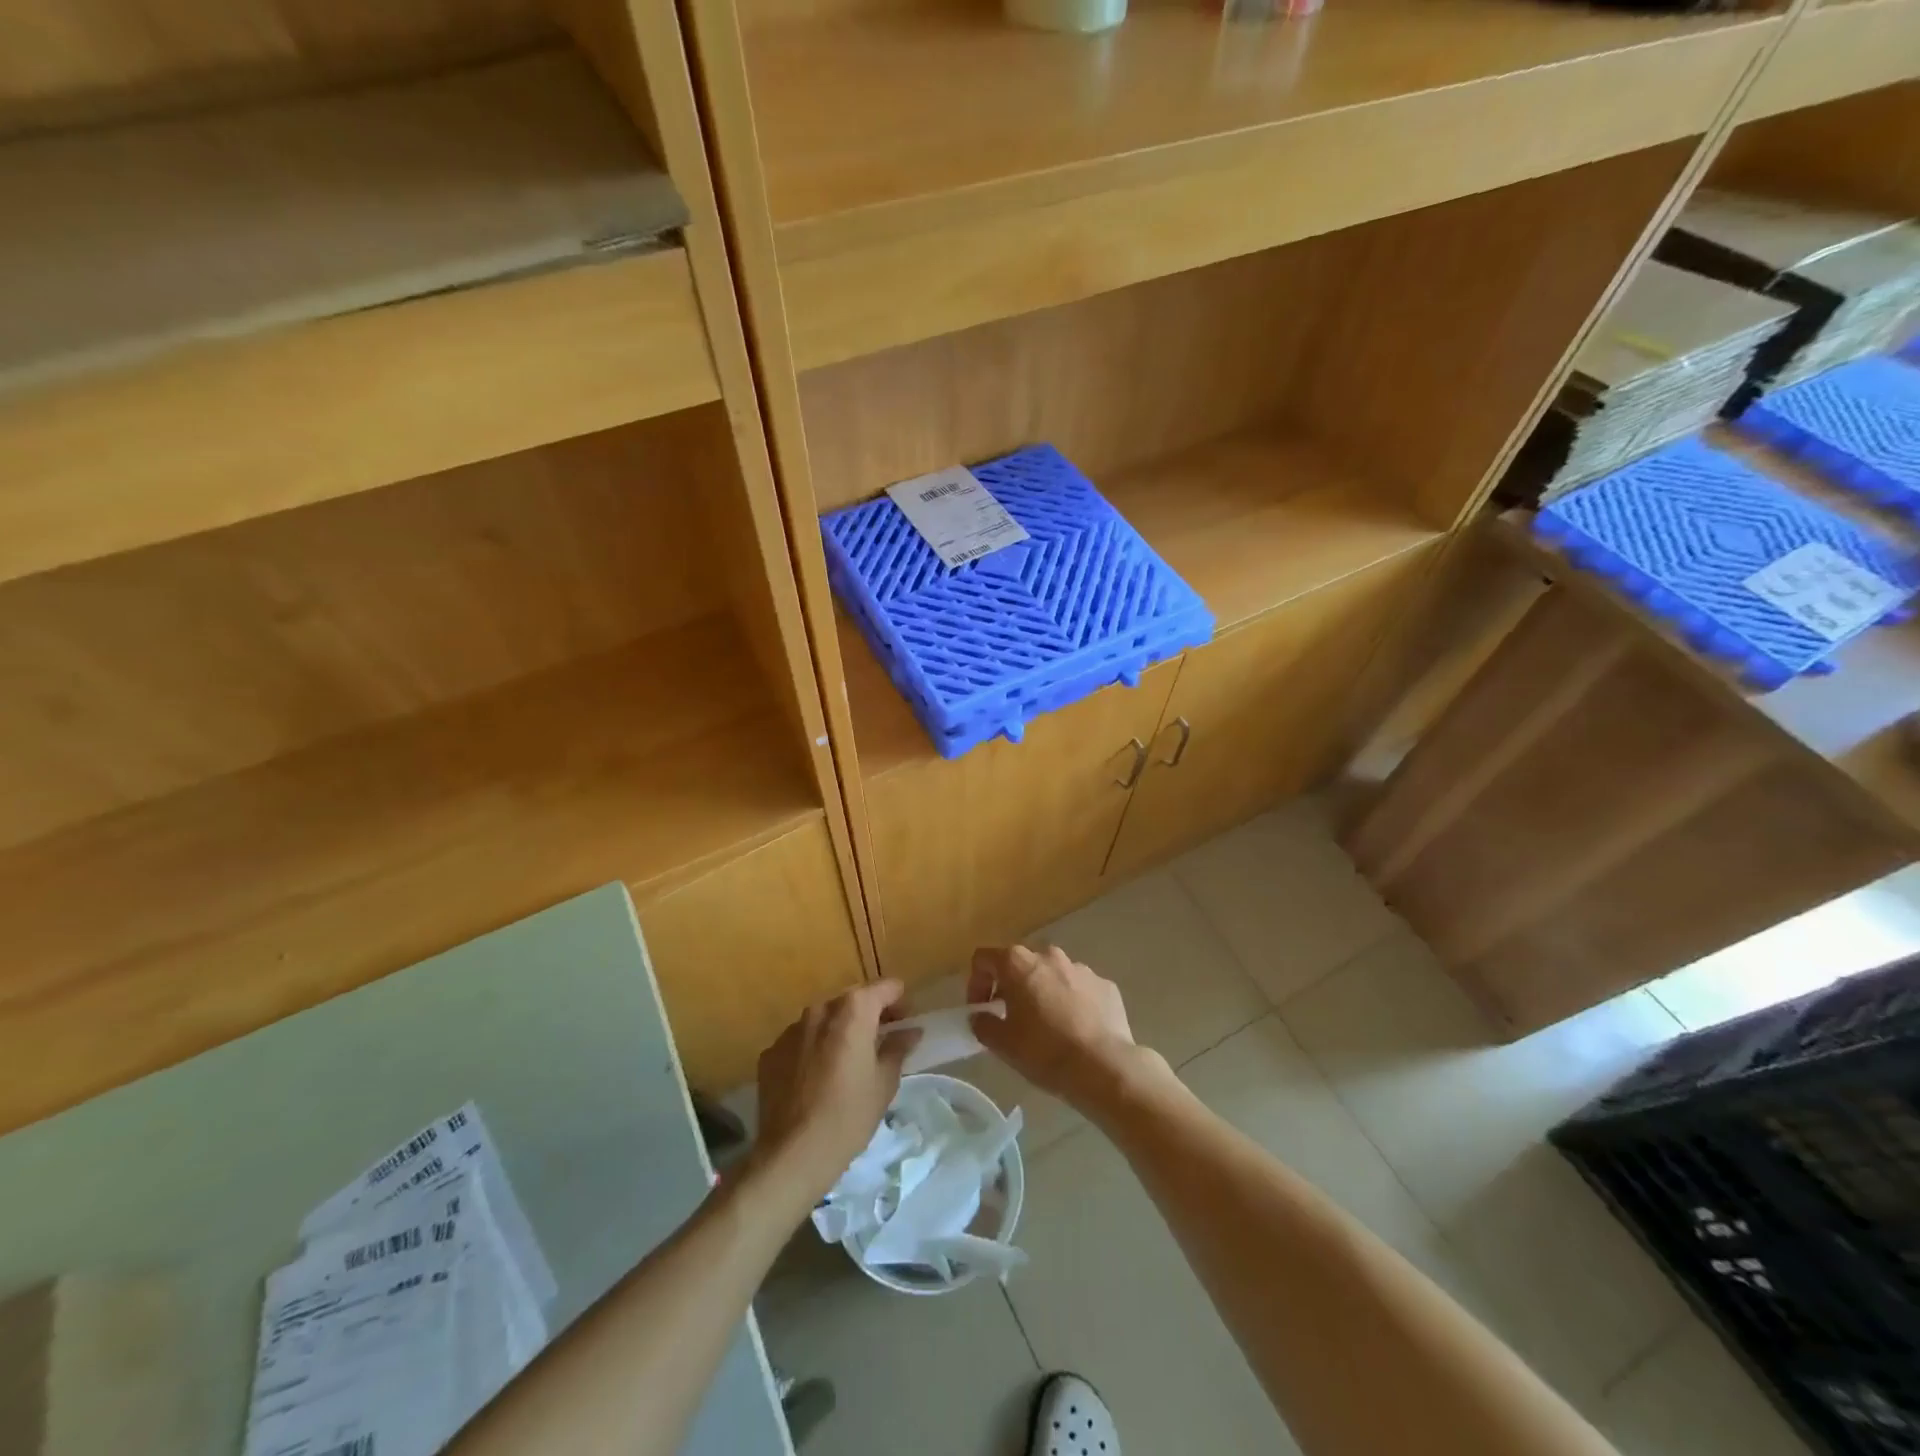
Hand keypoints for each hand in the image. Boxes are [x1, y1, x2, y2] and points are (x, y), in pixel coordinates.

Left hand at [753, 980, 917, 1203]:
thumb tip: (910, 1031)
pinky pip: (800, 1041)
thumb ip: (898, 1048)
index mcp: (853, 1011)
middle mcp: (820, 1010)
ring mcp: (791, 1030)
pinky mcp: (771, 1053)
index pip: (884, 988)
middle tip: (882, 1038)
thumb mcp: (884, 1083)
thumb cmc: (848, 1116)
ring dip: (839, 1030)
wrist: (792, 1154)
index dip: (899, 1000)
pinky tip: (817, 1078)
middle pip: (852, 1000)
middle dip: (869, 1013)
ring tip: (848, 1060)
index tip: (906, 1019)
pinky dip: (813, 1049)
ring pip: (823, 1020)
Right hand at [967, 945, 1142, 1109]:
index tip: (981, 1009)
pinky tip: (1075, 1031)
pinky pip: (1079, 988)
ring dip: (1043, 992)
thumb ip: (983, 1024)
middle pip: (1021, 963)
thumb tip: (980, 1017)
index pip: (984, 958)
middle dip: (1011, 986)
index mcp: (1019, 963)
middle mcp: (1049, 956)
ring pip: (1052, 974)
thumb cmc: (1044, 1051)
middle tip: (1011, 1017)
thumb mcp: (1002, 1044)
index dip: (976, 982)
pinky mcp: (1105, 985)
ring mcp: (1081, 968)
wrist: (1104, 1067)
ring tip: (1047, 1026)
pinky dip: (1071, 1002)